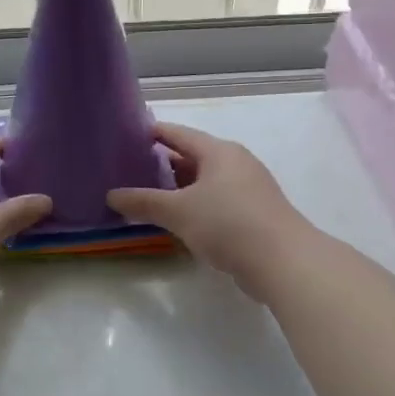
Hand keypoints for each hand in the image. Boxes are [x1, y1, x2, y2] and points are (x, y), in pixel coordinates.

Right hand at [108, 122, 311, 299]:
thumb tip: (111, 195)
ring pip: (204, 182)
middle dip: (161, 164)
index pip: (179, 133)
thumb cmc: (228, 223)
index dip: (153, 133)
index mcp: (218, 152)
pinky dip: (194, 206)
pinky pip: (215, 202)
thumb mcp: (178, 211)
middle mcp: (234, 163)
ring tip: (146, 196)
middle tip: (128, 170)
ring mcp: (247, 189)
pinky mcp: (253, 214)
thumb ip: (143, 202)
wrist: (283, 262)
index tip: (127, 135)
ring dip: (177, 189)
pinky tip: (176, 221)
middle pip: (191, 157)